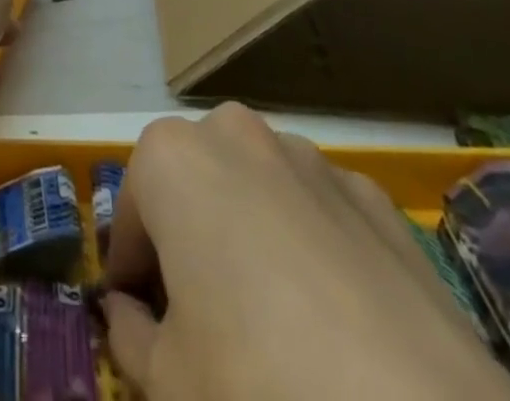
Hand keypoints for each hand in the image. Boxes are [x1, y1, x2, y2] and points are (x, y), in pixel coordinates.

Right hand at [103, 104, 509, 400]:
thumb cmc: (259, 389)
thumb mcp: (166, 383)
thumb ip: (130, 335)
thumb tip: (128, 314)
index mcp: (174, 157)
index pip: (129, 211)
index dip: (129, 271)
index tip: (138, 322)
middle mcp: (238, 134)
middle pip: (194, 185)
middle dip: (187, 240)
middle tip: (199, 323)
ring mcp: (315, 162)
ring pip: (258, 191)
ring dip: (250, 236)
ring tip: (272, 327)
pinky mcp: (381, 204)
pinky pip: (322, 215)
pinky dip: (313, 250)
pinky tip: (337, 329)